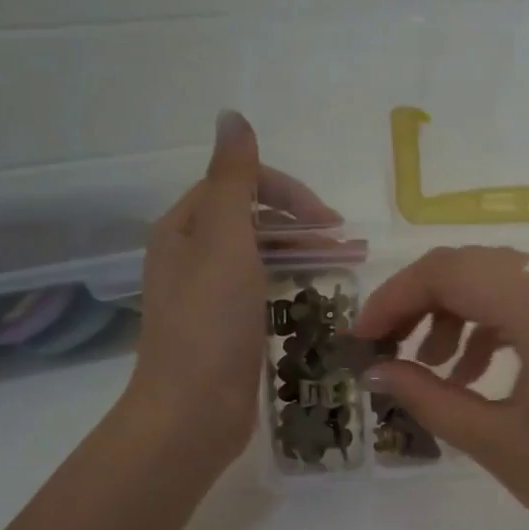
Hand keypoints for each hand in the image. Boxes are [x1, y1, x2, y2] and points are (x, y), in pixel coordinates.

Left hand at [129, 112, 338, 476]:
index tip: (328, 220)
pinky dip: (290, 285)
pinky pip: (261, 291)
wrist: (192, 413)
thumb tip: (231, 116)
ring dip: (300, 254)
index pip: (237, 185)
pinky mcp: (225, 330)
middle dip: (299, 224)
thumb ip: (232, 180)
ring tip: (344, 266)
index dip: (285, 192)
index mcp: (184, 229)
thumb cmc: (209, 325)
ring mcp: (207, 296)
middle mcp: (190, 256)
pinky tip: (316, 298)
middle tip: (345, 242)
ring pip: (259, 257)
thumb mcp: (222, 241)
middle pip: (250, 220)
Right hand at [355, 246, 528, 529]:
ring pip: (504, 285)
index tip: (361, 340)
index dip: (394, 299)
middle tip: (387, 351)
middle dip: (421, 304)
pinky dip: (495, 331)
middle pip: (475, 269)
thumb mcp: (495, 441)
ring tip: (432, 372)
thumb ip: (428, 396)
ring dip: (458, 317)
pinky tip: (475, 378)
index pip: (449, 271)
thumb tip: (377, 370)